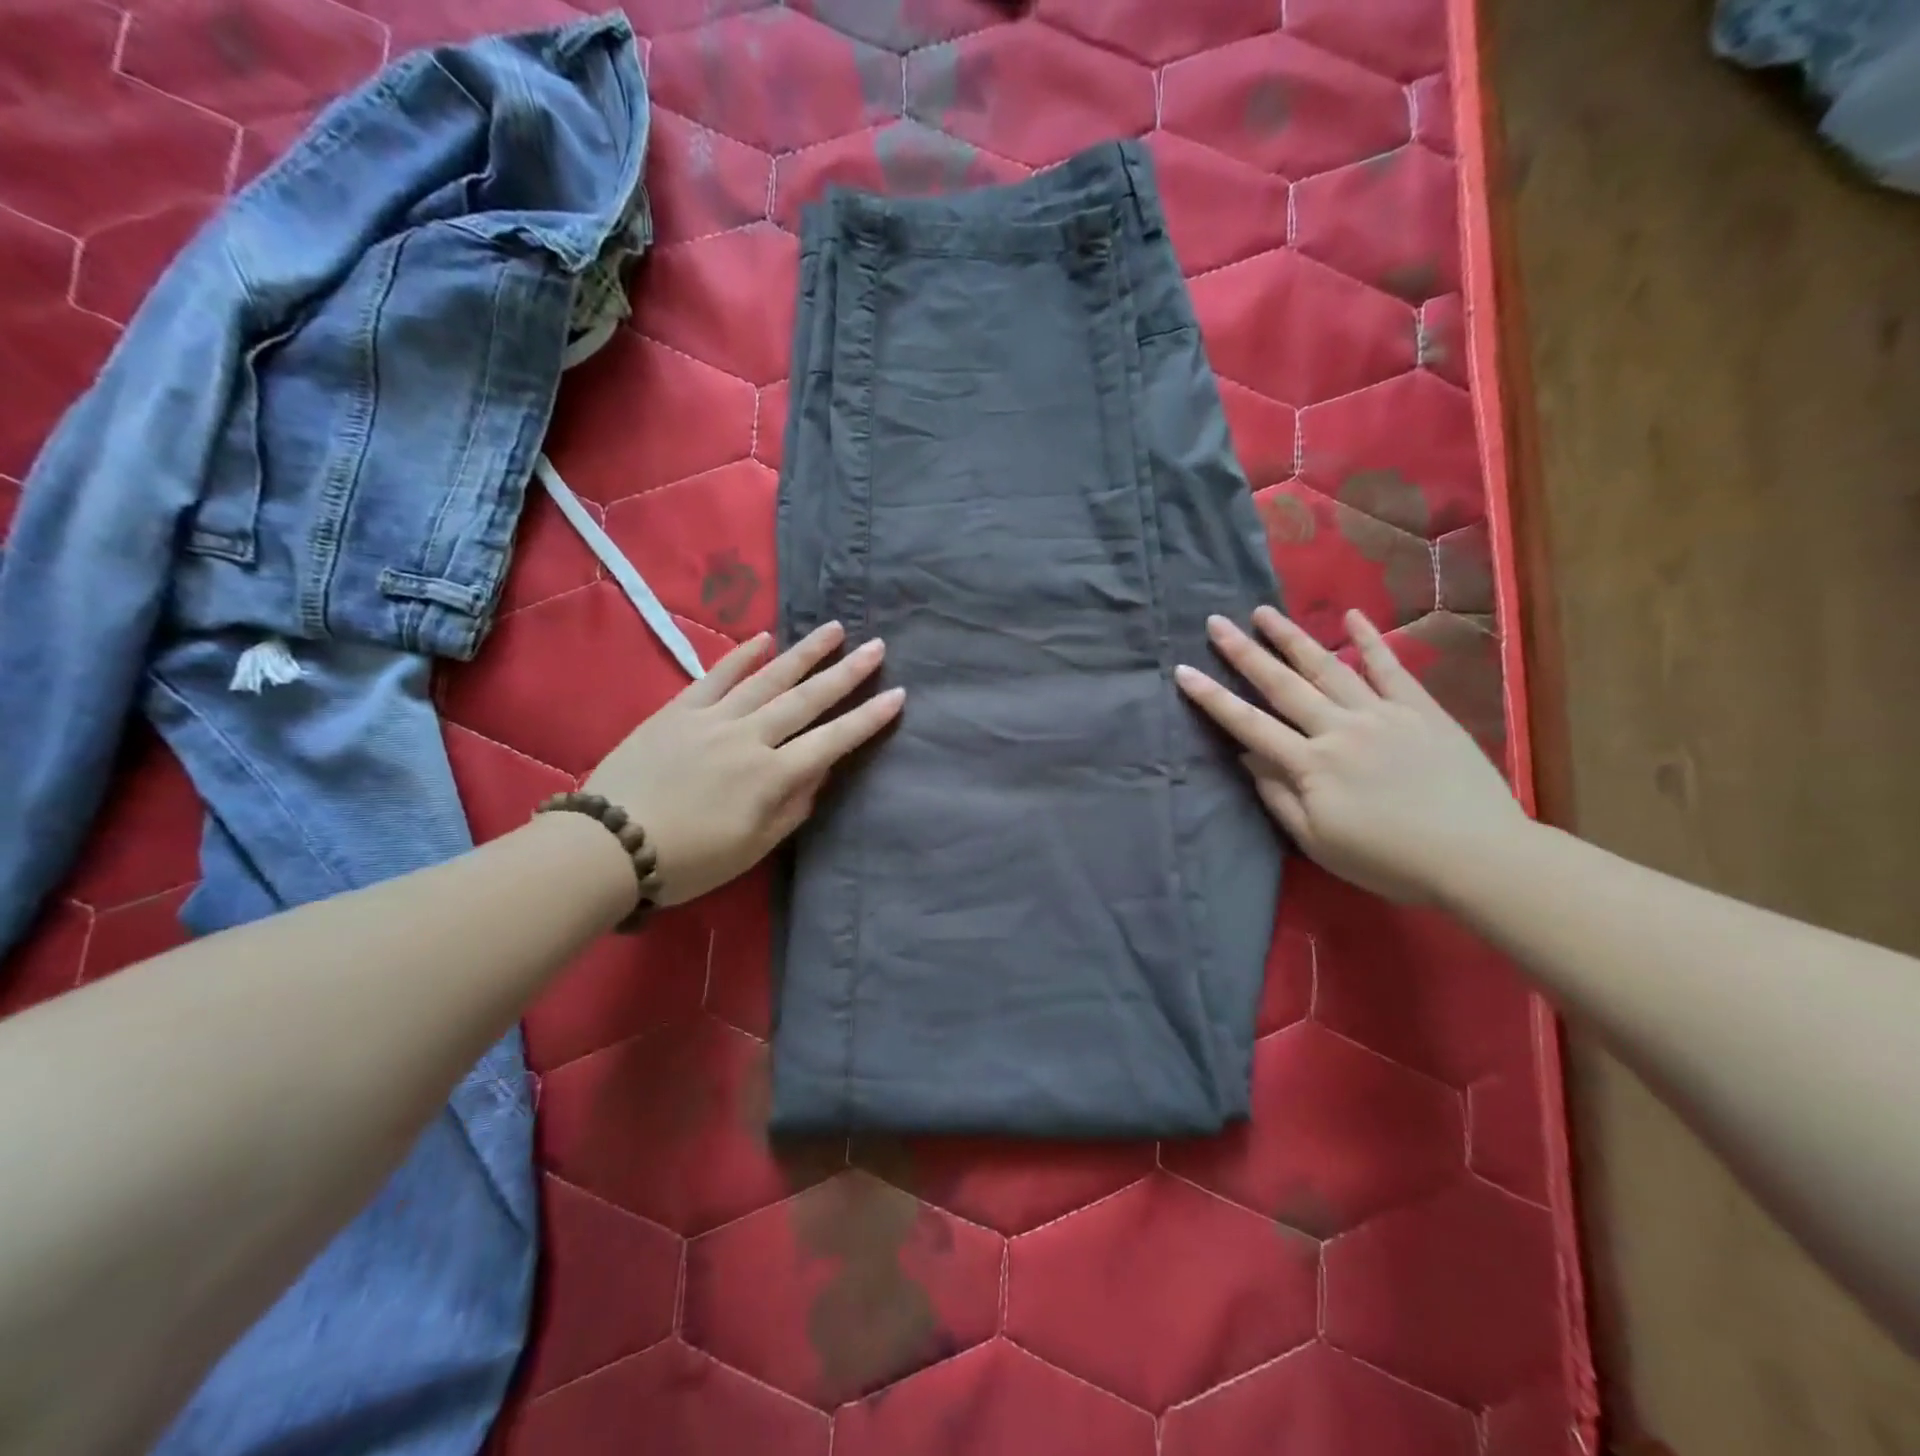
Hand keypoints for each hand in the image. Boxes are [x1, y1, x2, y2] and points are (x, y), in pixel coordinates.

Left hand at [584, 622, 902, 904]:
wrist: (608, 846)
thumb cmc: (688, 860)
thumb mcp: (753, 847)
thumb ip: (793, 807)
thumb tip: (819, 772)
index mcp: (771, 777)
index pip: (832, 741)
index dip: (868, 719)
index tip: (897, 694)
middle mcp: (749, 738)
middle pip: (806, 700)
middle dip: (846, 673)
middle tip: (877, 646)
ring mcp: (712, 718)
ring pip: (767, 678)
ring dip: (804, 653)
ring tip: (834, 629)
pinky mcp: (678, 710)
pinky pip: (715, 676)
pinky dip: (741, 656)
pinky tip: (764, 638)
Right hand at [1175, 606, 1528, 904]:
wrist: (1479, 857)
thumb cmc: (1390, 860)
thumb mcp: (1319, 841)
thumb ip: (1279, 797)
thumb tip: (1248, 758)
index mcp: (1311, 765)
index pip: (1249, 725)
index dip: (1212, 698)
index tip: (1183, 672)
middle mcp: (1339, 729)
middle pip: (1282, 685)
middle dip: (1244, 653)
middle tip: (1216, 623)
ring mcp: (1382, 714)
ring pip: (1328, 667)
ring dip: (1292, 638)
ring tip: (1264, 612)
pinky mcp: (1421, 710)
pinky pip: (1391, 668)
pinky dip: (1370, 641)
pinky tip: (1352, 616)